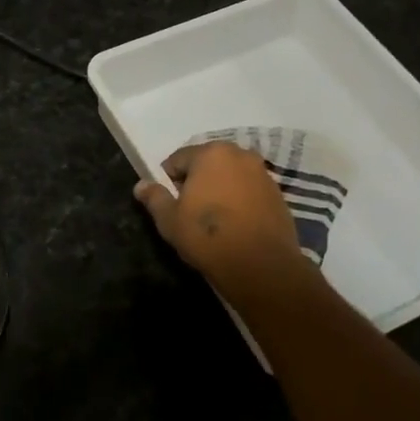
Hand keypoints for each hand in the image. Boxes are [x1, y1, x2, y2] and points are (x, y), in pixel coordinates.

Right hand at [133, 141, 307, 297]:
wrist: (261, 266)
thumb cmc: (208, 236)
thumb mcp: (169, 219)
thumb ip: (154, 197)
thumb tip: (140, 185)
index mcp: (211, 153)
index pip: (178, 159)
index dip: (168, 181)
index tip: (168, 203)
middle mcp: (240, 155)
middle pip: (207, 163)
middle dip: (196, 181)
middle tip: (189, 211)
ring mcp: (263, 173)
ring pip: (230, 176)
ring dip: (219, 189)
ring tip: (214, 219)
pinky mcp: (278, 194)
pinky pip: (249, 190)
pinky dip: (239, 200)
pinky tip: (235, 225)